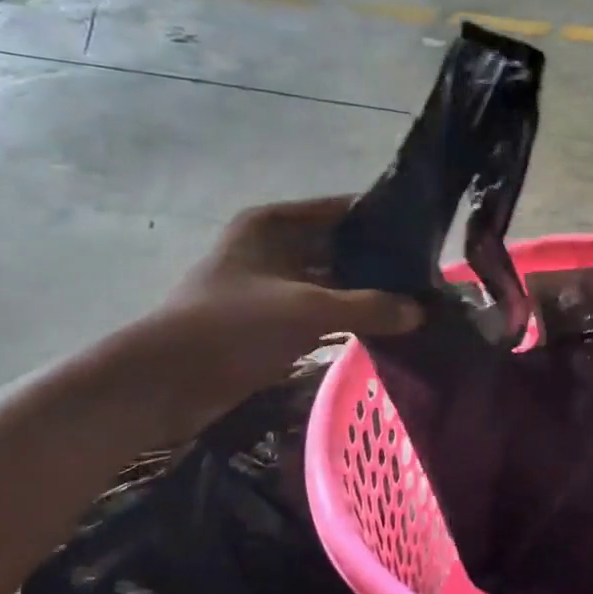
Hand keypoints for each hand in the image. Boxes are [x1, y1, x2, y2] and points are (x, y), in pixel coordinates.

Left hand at [122, 197, 420, 439]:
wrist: (165, 382)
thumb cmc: (232, 326)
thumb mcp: (306, 309)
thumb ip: (368, 307)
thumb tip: (420, 311)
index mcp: (272, 224)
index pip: (340, 210)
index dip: (379, 221)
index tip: (423, 238)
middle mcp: (272, 248)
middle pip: (338, 247)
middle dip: (378, 263)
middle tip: (427, 278)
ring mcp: (271, 286)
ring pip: (331, 283)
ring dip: (365, 295)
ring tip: (414, 303)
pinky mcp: (270, 322)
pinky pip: (320, 312)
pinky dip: (347, 319)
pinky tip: (384, 328)